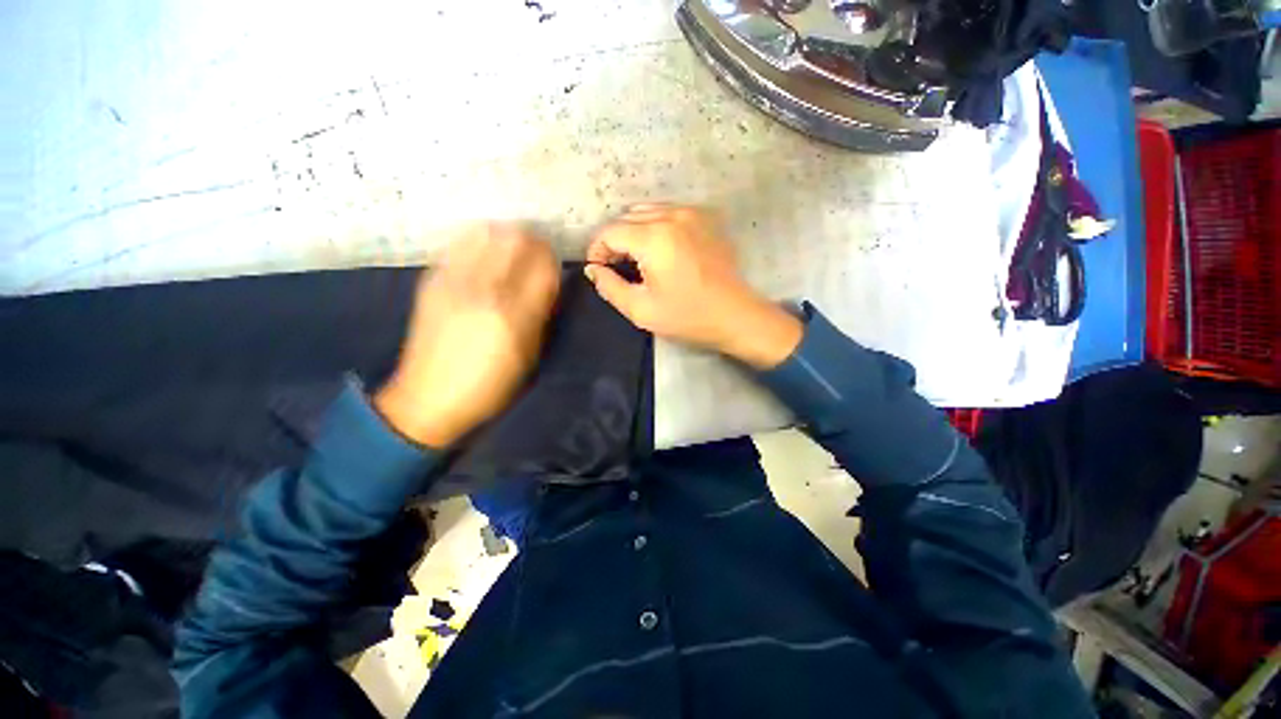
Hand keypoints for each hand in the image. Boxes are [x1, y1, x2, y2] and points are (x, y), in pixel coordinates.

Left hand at [374, 223, 559, 448]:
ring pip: (486, 233)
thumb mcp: (528, 356)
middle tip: (537, 251)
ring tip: (512, 249)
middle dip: (533, 240)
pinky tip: (485, 253)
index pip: (543, 267)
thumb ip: (540, 314)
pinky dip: (479, 240)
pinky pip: (460, 244)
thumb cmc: (489, 385)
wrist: (427, 398)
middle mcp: (484, 291)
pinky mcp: (432, 281)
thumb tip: (548, 282)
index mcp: (513, 316)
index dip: (553, 259)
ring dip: (506, 235)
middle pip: (515, 240)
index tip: (555, 262)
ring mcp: (454, 282)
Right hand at [585, 204, 801, 368]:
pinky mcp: (706, 219)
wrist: (735, 315)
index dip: (597, 250)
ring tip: (638, 260)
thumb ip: (610, 287)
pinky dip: (656, 227)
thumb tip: (593, 269)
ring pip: (647, 212)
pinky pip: (669, 213)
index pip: (610, 232)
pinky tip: (662, 250)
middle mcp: (671, 215)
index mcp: (654, 238)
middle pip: (627, 218)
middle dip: (615, 241)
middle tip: (617, 268)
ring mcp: (692, 213)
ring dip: (635, 232)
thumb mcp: (641, 310)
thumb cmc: (687, 316)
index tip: (599, 270)